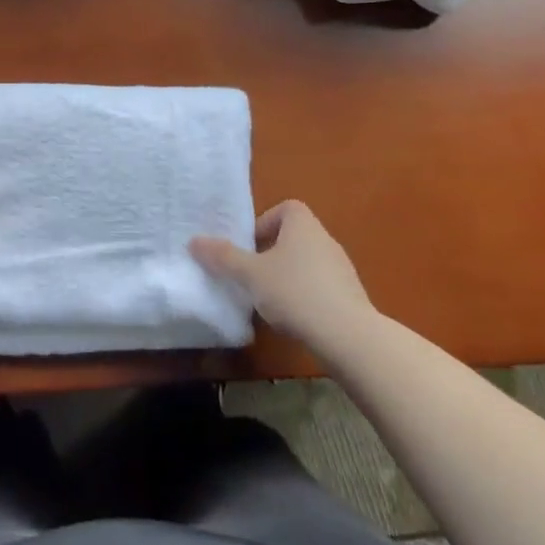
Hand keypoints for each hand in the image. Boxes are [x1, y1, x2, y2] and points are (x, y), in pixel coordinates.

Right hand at [190, 200, 377, 355]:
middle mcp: (325, 240)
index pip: (286, 208)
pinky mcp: (349, 296)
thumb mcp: (250, 275)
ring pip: (306, 263)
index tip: (249, 246)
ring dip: (287, 276)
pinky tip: (292, 318)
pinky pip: (320, 286)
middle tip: (251, 274)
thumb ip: (223, 257)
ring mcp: (341, 269)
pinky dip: (304, 296)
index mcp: (303, 226)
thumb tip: (194, 241)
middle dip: (271, 253)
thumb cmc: (294, 292)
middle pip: (294, 236)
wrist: (347, 336)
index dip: (265, 222)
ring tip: (268, 299)